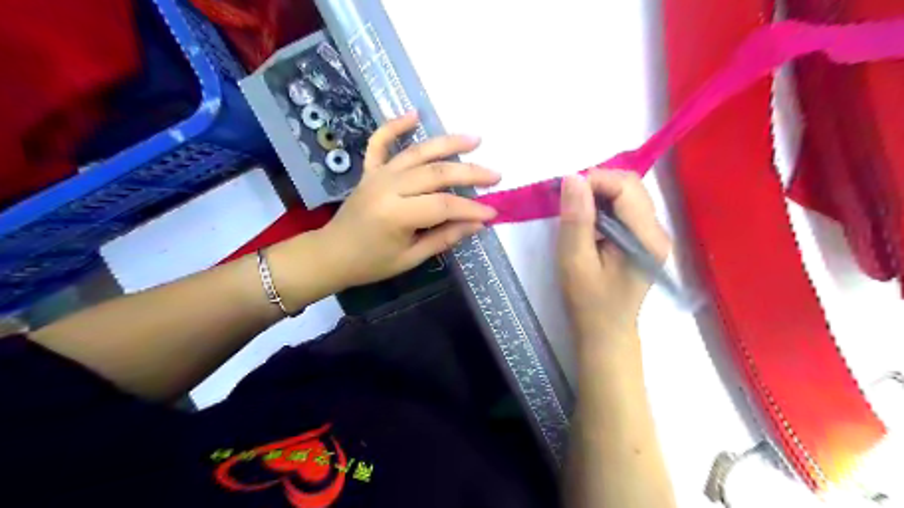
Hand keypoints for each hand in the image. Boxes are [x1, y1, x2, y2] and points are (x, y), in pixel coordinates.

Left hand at [317, 114, 501, 286]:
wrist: (331, 254)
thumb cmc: (371, 263)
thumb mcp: (411, 258)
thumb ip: (444, 238)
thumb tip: (477, 223)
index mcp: (396, 214)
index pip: (444, 205)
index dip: (471, 208)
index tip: (493, 212)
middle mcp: (388, 187)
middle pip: (436, 173)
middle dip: (470, 173)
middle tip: (495, 175)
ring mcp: (377, 174)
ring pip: (417, 152)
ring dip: (447, 143)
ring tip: (474, 139)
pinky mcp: (369, 170)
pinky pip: (380, 142)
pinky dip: (395, 126)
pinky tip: (414, 115)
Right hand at [558, 171, 670, 347]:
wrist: (605, 332)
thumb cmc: (588, 302)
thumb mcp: (575, 262)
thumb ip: (576, 220)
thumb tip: (573, 178)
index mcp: (646, 238)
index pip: (626, 187)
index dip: (594, 180)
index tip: (565, 192)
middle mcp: (658, 231)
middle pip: (632, 186)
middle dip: (597, 184)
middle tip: (568, 200)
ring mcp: (654, 235)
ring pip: (629, 193)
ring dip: (600, 193)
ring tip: (576, 210)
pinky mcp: (644, 239)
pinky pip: (626, 207)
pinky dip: (604, 204)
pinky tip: (589, 220)